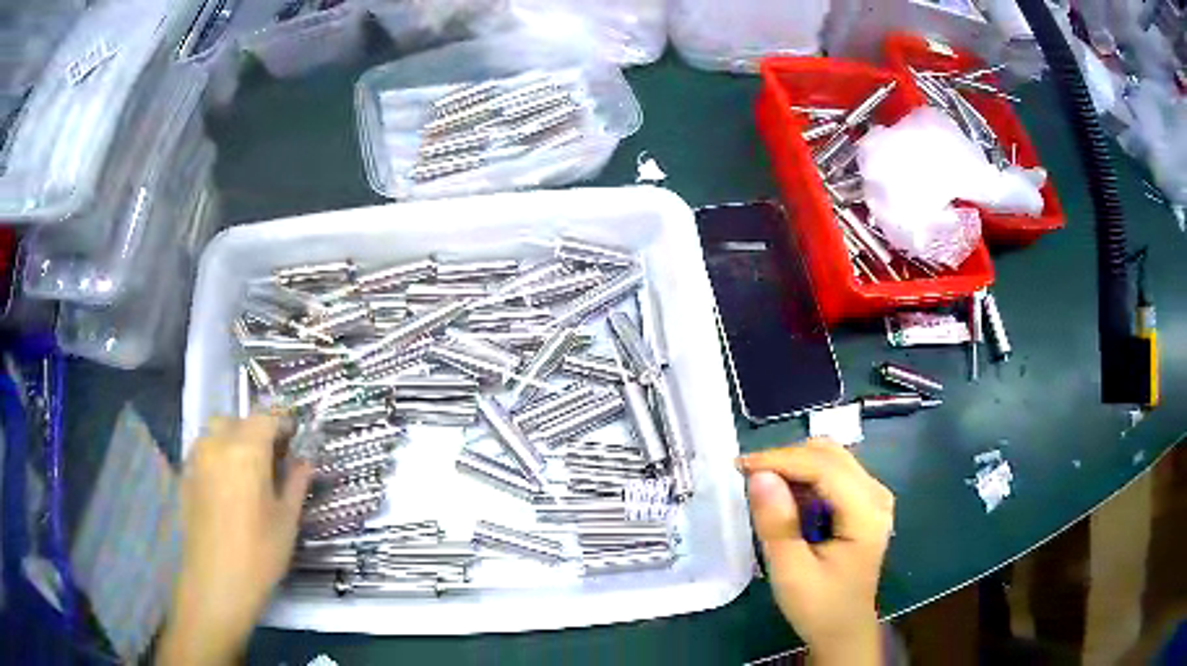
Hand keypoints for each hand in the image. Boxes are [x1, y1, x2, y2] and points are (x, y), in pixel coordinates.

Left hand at [159, 414, 312, 665]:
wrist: (216, 581)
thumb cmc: (260, 553)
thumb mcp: (287, 520)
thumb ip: (296, 483)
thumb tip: (305, 461)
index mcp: (246, 450)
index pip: (266, 417)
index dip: (283, 422)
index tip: (296, 436)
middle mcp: (217, 444)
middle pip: (238, 421)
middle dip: (256, 431)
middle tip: (273, 458)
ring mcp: (197, 458)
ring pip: (216, 433)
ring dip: (234, 441)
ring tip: (248, 472)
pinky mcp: (185, 475)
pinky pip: (204, 451)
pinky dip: (218, 456)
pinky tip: (227, 487)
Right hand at [737, 438, 893, 664]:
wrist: (843, 629)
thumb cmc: (819, 607)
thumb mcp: (791, 572)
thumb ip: (777, 524)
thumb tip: (759, 475)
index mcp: (866, 512)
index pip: (824, 467)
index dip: (781, 460)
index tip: (740, 466)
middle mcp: (876, 494)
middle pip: (830, 454)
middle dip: (786, 459)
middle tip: (748, 477)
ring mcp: (873, 496)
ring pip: (831, 458)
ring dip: (794, 466)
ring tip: (762, 488)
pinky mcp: (863, 502)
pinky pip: (832, 473)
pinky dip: (804, 477)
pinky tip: (785, 499)